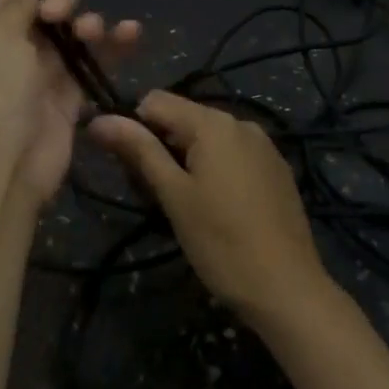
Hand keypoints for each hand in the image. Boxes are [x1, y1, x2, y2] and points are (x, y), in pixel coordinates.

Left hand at [0, 0, 138, 205]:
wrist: (10, 159)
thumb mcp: (0, 40)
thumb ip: (17, 3)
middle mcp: (22, 45)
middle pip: (52, 7)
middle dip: (63, 0)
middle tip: (59, 16)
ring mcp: (50, 68)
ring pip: (77, 31)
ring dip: (90, 22)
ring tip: (92, 33)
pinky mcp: (75, 90)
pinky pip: (97, 58)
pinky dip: (115, 44)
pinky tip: (132, 31)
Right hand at [89, 90, 334, 326]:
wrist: (287, 287)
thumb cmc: (221, 242)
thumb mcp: (173, 195)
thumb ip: (139, 151)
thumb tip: (100, 119)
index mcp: (214, 123)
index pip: (156, 100)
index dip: (134, 126)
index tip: (130, 167)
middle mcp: (241, 122)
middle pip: (184, 117)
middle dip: (162, 146)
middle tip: (157, 195)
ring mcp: (264, 145)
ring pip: (209, 138)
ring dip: (188, 160)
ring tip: (186, 205)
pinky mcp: (277, 168)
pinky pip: (234, 154)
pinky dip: (216, 169)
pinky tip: (218, 208)